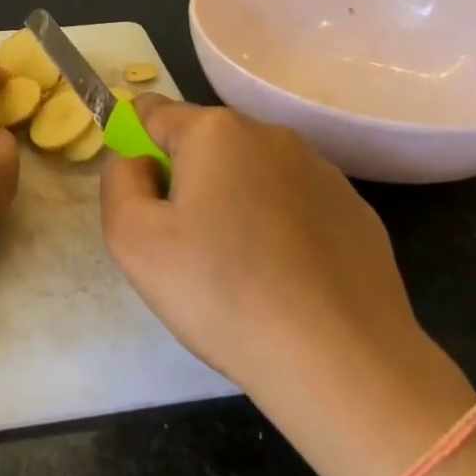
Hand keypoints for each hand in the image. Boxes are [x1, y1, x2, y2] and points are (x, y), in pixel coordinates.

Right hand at [100, 99, 472, 475]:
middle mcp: (273, 136)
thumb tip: (138, 163)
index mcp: (216, 131)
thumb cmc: (220, 291)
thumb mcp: (131, 238)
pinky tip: (282, 279)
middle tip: (183, 245)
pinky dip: (278, 228)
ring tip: (236, 269)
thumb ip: (119, 181)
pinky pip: (295, 206)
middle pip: (205, 144)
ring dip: (233, 202)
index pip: (154, 113)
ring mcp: (323, 173)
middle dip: (185, 179)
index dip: (135, 147)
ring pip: (253, 174)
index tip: (141, 198)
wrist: (340, 361)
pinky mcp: (356, 212)